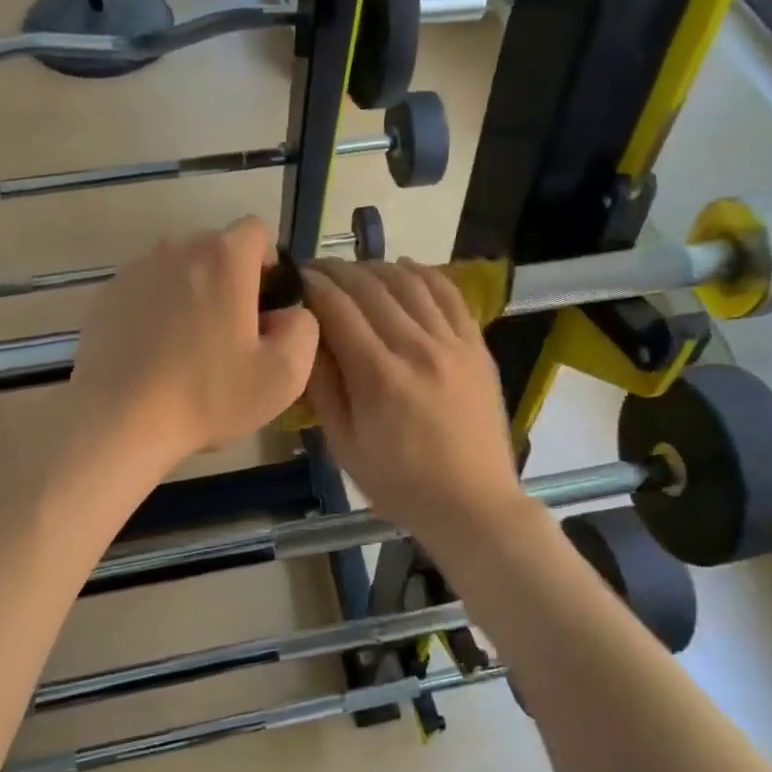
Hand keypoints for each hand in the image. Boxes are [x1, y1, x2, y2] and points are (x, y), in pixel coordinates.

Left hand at [66, 218, 318, 471]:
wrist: (119, 422)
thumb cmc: (208, 396)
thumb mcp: (285, 374)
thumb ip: (304, 327)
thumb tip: (287, 312)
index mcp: (223, 257)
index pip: (257, 231)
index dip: (269, 264)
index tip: (265, 307)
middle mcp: (177, 248)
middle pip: (217, 249)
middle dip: (231, 281)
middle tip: (232, 336)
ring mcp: (136, 270)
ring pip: (180, 270)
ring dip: (193, 295)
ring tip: (190, 348)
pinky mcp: (107, 295)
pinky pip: (148, 291)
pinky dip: (158, 310)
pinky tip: (156, 354)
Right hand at [301, 259, 525, 549]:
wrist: (473, 504)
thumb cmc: (401, 485)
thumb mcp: (345, 446)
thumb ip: (324, 389)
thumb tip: (306, 340)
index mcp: (378, 376)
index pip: (337, 309)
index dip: (312, 286)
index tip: (295, 277)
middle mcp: (416, 348)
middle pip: (370, 287)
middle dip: (337, 271)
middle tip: (317, 270)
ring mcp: (452, 344)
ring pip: (409, 283)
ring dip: (375, 268)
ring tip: (355, 271)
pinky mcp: (476, 346)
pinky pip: (449, 294)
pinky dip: (423, 274)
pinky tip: (404, 269)